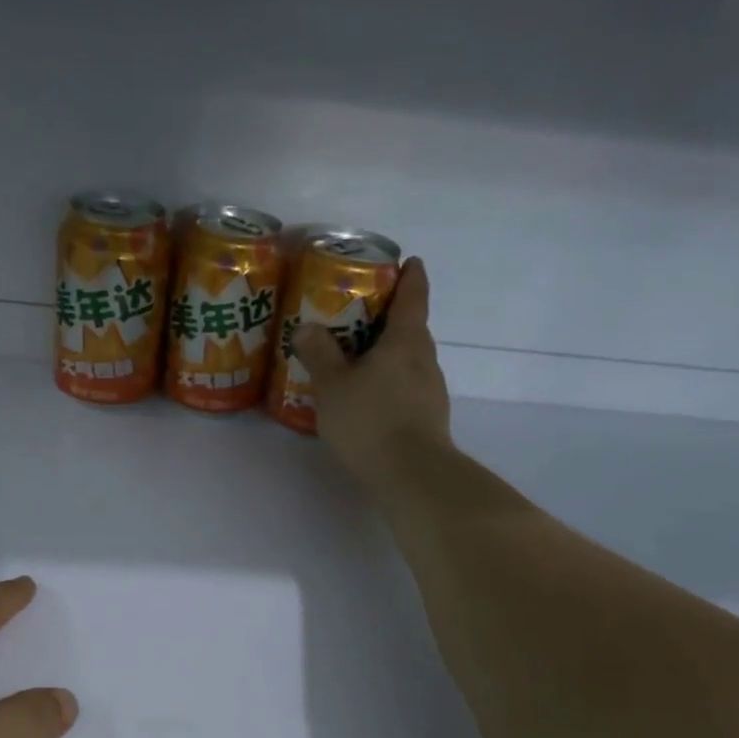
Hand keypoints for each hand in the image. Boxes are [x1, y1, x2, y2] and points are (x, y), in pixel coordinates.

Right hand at [292, 256, 452, 487]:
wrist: (412, 475)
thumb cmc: (371, 419)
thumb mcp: (333, 385)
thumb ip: (320, 354)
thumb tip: (308, 327)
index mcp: (405, 340)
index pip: (413, 296)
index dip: (411, 276)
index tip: (408, 262)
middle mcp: (425, 359)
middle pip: (412, 328)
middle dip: (391, 317)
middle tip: (361, 314)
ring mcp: (430, 390)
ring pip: (409, 359)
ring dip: (389, 353)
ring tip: (358, 358)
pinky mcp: (428, 417)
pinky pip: (407, 386)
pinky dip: (390, 381)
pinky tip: (368, 397)